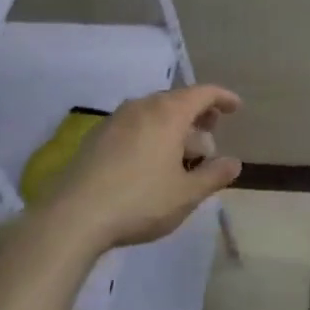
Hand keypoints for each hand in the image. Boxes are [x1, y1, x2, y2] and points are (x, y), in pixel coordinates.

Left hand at [29, 85, 242, 250]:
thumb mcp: (186, 194)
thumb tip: (234, 163)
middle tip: (211, 130)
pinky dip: (151, 130)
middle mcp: (142, 107)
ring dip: (173, 122)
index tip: (236, 108)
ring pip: (153, 110)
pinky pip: (134, 123)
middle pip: (176, 99)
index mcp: (168, 114)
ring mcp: (115, 119)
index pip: (202, 93)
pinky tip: (150, 157)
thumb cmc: (140, 201)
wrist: (74, 216)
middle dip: (198, 111)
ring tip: (182, 147)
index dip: (222, 98)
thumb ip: (214, 175)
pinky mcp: (96, 136)